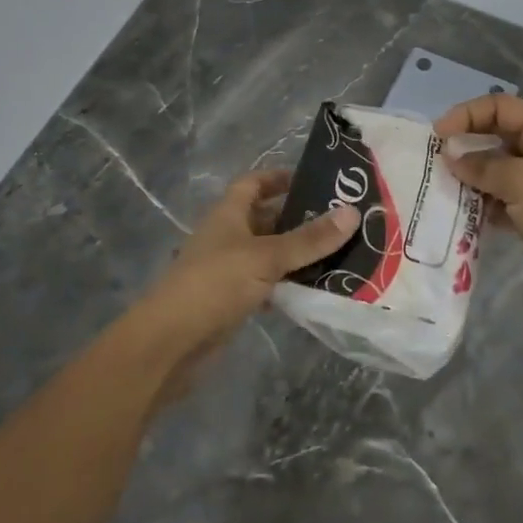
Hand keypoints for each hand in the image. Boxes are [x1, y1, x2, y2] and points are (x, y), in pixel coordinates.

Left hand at [117, 169, 357, 402]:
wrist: (170, 344)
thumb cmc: (215, 284)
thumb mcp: (266, 257)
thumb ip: (309, 239)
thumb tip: (353, 212)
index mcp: (228, 214)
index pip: (253, 183)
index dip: (278, 178)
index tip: (314, 181)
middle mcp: (227, 237)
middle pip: (265, 218)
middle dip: (299, 218)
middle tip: (341, 220)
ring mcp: (228, 270)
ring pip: (269, 253)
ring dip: (297, 253)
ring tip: (340, 252)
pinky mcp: (232, 300)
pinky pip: (267, 284)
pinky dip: (288, 284)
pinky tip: (315, 288)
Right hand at [436, 93, 522, 318]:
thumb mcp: (522, 182)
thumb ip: (483, 166)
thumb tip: (452, 156)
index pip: (500, 107)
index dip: (467, 114)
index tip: (438, 135)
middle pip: (495, 136)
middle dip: (465, 145)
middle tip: (434, 161)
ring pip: (494, 169)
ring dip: (469, 177)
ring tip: (442, 188)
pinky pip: (498, 198)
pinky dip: (480, 203)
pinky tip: (459, 213)